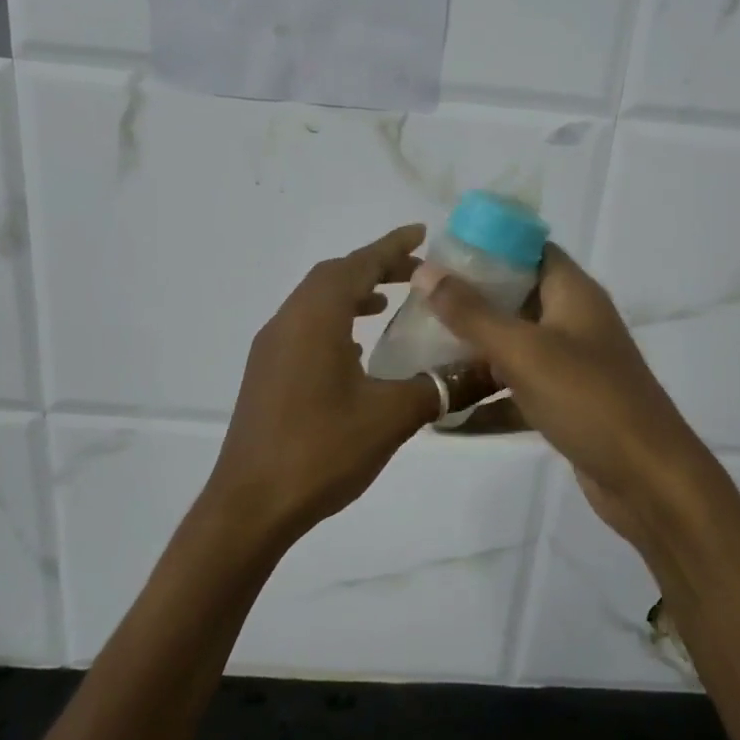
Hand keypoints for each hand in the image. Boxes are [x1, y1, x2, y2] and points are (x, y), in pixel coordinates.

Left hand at [205, 225, 497, 540]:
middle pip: (333, 277)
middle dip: (374, 267)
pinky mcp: (266, 375)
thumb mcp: (391, 417)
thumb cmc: (321, 451)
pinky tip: (357, 351)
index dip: (391, 247)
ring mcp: (271, 349)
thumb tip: (489, 368)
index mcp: (315, 319)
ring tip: (389, 304)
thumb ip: (441, 387)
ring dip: (352, 294)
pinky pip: (304, 328)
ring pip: (315, 303)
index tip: (422, 233)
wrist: (250, 506)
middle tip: (415, 273)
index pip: (357, 266)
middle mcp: (287, 322)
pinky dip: (335, 322)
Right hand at [410, 245, 715, 546]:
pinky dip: (487, 401)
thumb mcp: (523, 351)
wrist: (649, 480)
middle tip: (418, 307)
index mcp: (573, 294)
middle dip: (469, 303)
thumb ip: (472, 313)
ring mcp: (571, 366)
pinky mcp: (566, 405)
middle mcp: (574, 322)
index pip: (530, 250)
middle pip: (516, 299)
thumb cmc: (588, 400)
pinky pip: (518, 392)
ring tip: (420, 354)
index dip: (487, 247)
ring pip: (514, 348)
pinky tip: (444, 418)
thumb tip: (425, 271)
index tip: (441, 256)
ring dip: (472, 354)